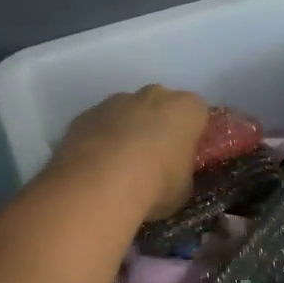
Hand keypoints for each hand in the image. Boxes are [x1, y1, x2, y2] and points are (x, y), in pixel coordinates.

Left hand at [51, 85, 208, 219]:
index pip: (197, 114)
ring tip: (118, 169)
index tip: (183, 156)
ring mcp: (115, 101)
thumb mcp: (182, 188)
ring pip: (126, 113)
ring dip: (125, 133)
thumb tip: (171, 174)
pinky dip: (99, 141)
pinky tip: (95, 169)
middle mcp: (153, 95)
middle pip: (160, 106)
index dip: (190, 135)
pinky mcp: (86, 114)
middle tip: (152, 161)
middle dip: (156, 127)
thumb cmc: (156, 183)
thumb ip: (180, 171)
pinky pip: (99, 125)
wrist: (101, 181)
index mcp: (186, 109)